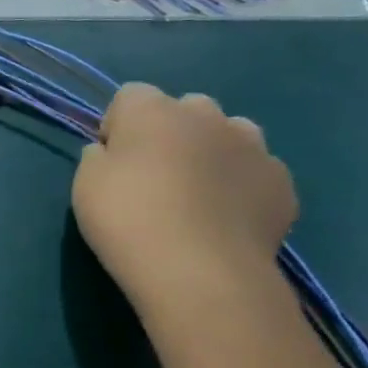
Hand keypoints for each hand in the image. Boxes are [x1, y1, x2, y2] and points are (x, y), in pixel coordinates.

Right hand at [72, 83, 295, 308]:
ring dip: (213, 151)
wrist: (200, 271)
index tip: (111, 159)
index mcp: (152, 110)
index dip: (118, 125)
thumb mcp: (85, 184)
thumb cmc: (128, 219)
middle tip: (155, 175)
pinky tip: (226, 218)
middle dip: (171, 132)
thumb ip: (98, 157)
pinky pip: (256, 171)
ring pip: (230, 133)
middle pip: (185, 108)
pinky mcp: (282, 183)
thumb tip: (112, 153)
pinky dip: (242, 185)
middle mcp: (206, 116)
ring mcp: (253, 147)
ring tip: (198, 193)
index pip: (130, 95)